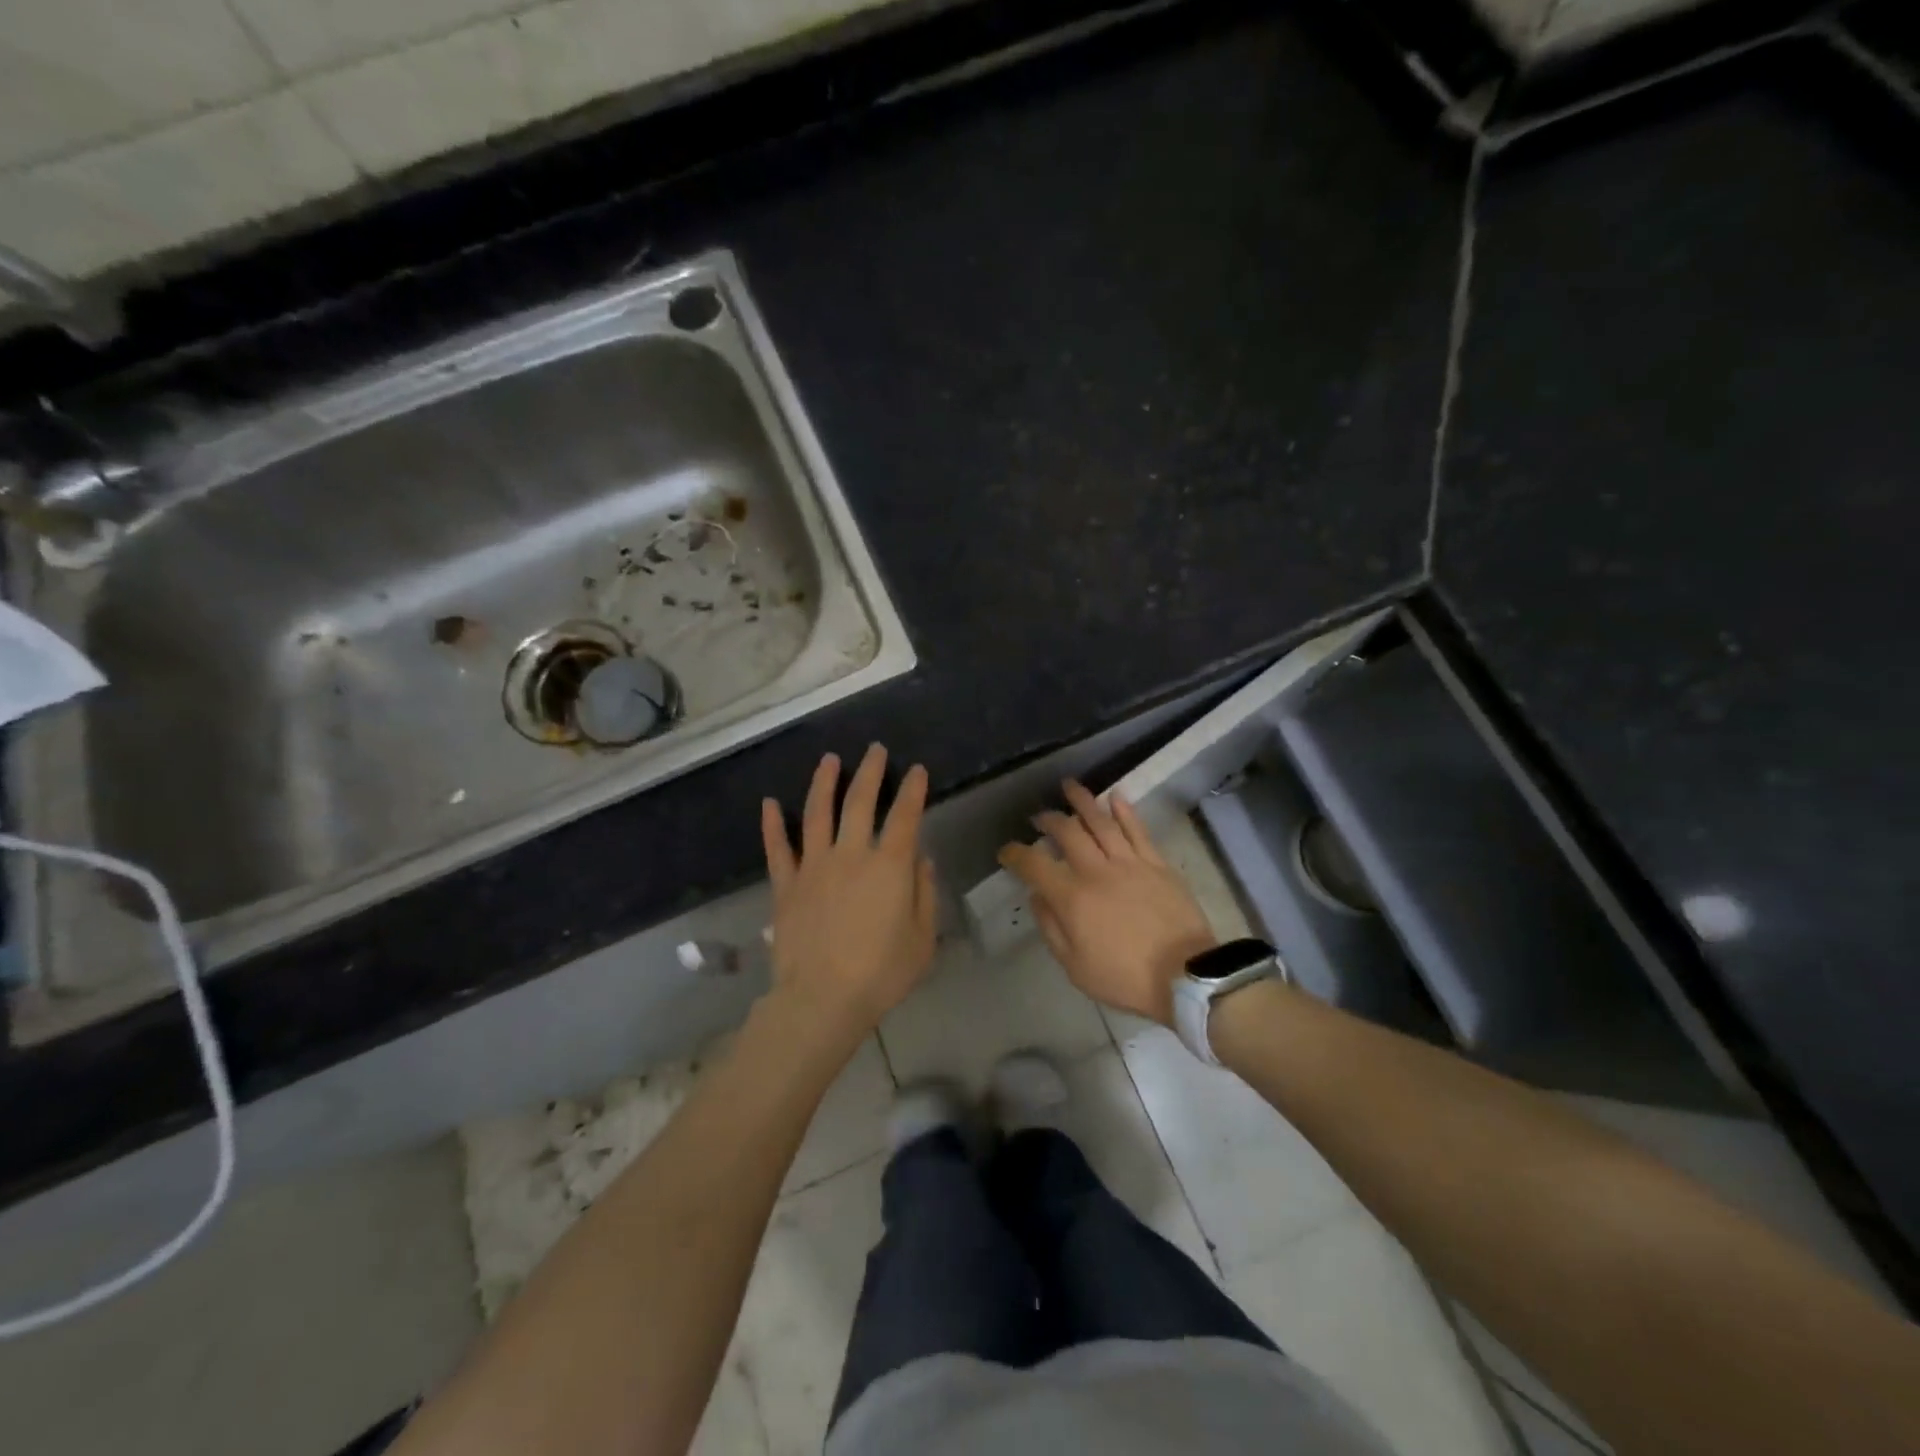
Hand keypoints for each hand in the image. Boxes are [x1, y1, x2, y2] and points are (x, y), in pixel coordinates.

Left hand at [761, 746, 937, 1046]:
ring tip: (829, 760)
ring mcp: (814, 867)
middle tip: (874, 750)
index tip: (918, 770)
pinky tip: (769, 803)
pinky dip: (772, 824)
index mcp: (889, 867)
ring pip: (817, 813)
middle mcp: (851, 855)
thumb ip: (924, 895)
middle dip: (870, 772)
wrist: (822, 1000)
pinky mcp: (786, 886)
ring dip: (824, 783)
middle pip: (860, 802)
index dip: (913, 790)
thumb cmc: (881, 974)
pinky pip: (778, 849)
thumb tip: (921, 860)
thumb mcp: (922, 939)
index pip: (906, 817)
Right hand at [998, 781, 1215, 1025]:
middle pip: (1067, 832)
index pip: (1034, 865)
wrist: (1185, 976)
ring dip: (1082, 801)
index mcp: (1072, 898)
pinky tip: (1115, 796)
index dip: (1015, 854)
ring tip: (1069, 786)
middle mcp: (1096, 871)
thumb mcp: (1075, 967)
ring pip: (1101, 822)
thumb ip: (1051, 928)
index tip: (1006, 851)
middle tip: (1039, 817)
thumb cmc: (1124, 978)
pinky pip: (1137, 830)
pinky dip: (1124, 810)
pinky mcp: (1157, 863)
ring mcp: (1129, 863)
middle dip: (1048, 820)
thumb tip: (1037, 896)